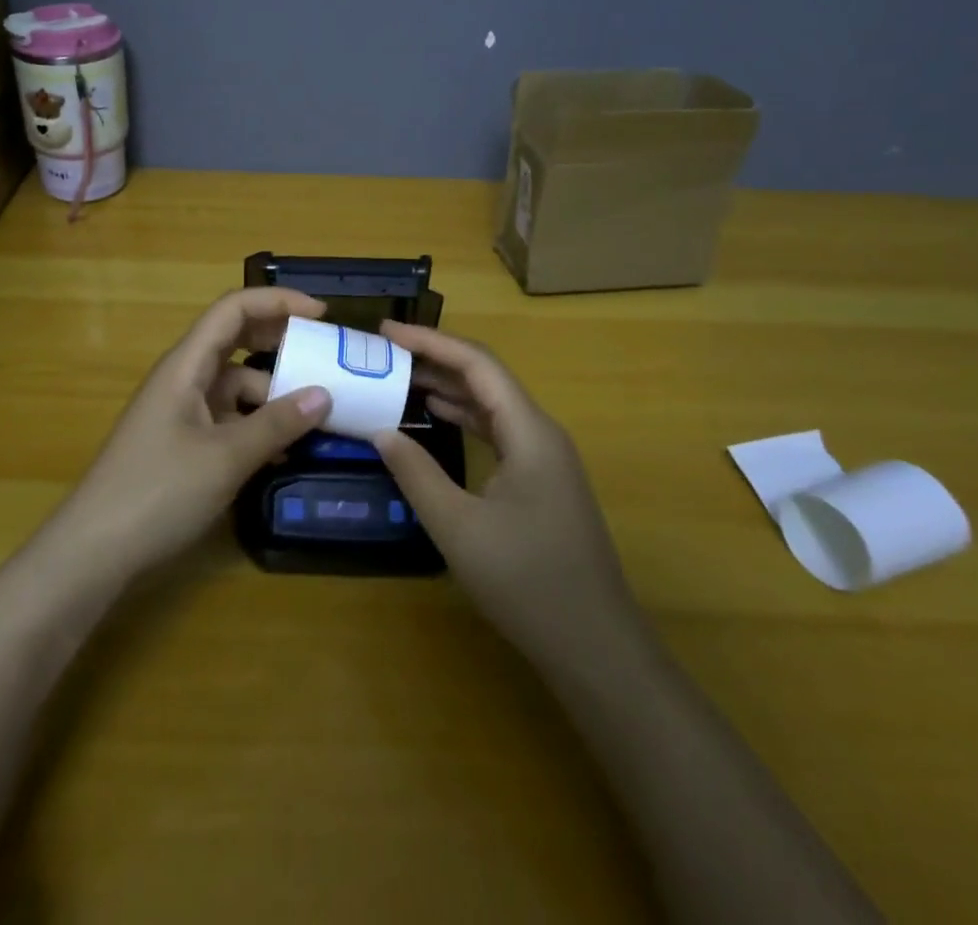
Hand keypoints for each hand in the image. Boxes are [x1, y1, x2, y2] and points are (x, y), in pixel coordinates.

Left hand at [52, 288, 333, 575]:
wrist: (94, 551)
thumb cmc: (157, 492)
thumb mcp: (225, 458)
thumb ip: (276, 424)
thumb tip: (324, 394)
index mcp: (186, 365)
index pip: (233, 309)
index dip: (278, 302)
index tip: (322, 315)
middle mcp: (184, 378)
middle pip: (237, 340)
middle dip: (281, 342)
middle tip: (326, 356)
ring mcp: (183, 411)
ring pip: (237, 384)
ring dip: (274, 392)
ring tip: (319, 414)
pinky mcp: (185, 443)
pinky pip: (230, 418)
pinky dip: (259, 424)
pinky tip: (287, 450)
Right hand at [372, 322, 639, 675]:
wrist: (597, 648)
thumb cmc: (528, 583)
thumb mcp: (458, 528)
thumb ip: (416, 473)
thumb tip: (381, 430)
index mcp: (529, 431)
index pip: (476, 364)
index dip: (430, 341)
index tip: (386, 330)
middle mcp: (541, 433)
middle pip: (485, 377)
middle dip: (435, 358)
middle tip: (385, 352)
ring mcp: (545, 458)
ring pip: (492, 404)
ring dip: (449, 386)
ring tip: (400, 375)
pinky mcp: (542, 481)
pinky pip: (498, 431)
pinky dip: (464, 417)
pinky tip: (437, 418)